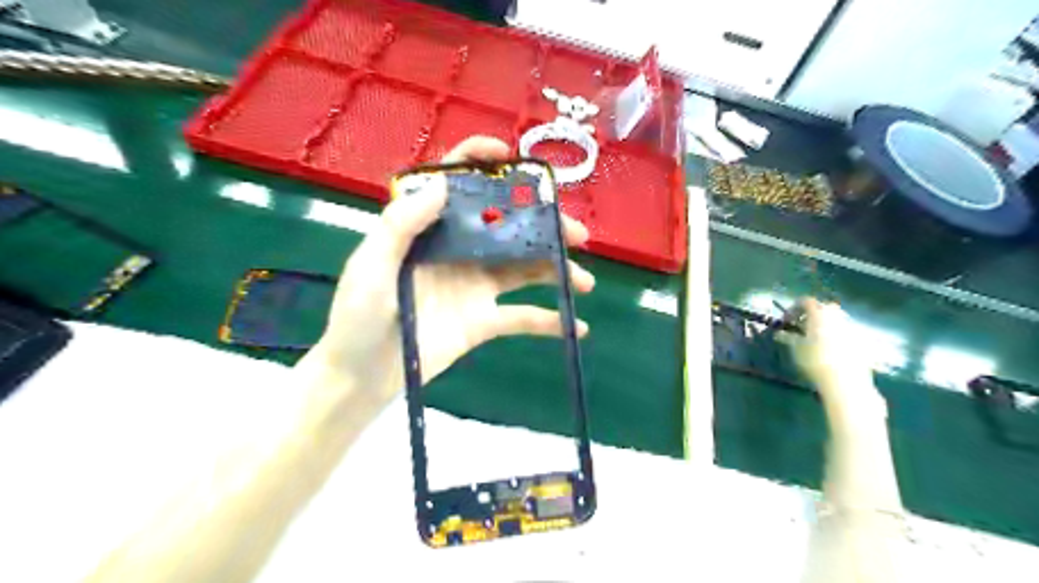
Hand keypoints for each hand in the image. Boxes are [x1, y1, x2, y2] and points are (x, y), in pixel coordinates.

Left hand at [305, 135, 591, 405]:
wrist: (361, 375)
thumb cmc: (357, 316)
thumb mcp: (371, 265)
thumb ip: (401, 225)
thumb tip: (443, 183)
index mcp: (430, 230)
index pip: (457, 185)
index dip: (481, 162)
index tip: (512, 157)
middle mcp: (459, 251)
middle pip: (507, 228)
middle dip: (545, 227)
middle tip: (577, 234)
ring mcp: (475, 286)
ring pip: (524, 270)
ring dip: (557, 272)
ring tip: (585, 281)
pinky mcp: (483, 321)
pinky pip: (521, 318)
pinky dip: (549, 321)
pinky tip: (576, 326)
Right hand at [793, 299, 879, 411]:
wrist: (846, 382)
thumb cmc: (815, 361)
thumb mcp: (795, 348)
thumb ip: (787, 337)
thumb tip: (779, 332)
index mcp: (820, 314)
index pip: (805, 301)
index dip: (793, 308)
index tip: (786, 321)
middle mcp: (837, 316)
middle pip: (823, 307)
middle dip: (811, 314)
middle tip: (801, 326)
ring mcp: (851, 327)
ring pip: (836, 319)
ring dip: (824, 324)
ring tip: (815, 338)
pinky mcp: (861, 340)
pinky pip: (845, 331)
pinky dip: (835, 334)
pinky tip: (829, 348)